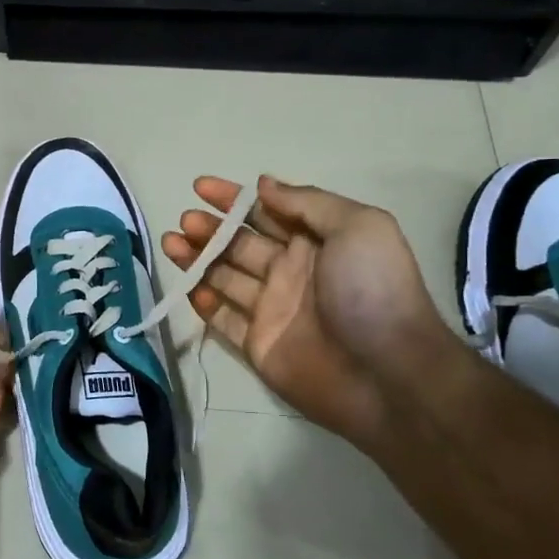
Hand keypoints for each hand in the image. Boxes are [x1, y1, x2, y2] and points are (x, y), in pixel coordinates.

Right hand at [161, 175, 459, 447]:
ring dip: (196, 258)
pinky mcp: (257, 345)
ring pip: (224, 277)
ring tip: (170, 242)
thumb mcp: (357, 227)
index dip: (233, 198)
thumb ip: (307, 203)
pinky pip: (223, 319)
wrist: (388, 374)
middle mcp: (290, 272)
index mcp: (315, 242)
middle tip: (186, 221)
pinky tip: (189, 288)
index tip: (200, 186)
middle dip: (210, 228)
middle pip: (239, 243)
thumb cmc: (374, 291)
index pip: (265, 212)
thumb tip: (263, 185)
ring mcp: (272, 309)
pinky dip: (204, 303)